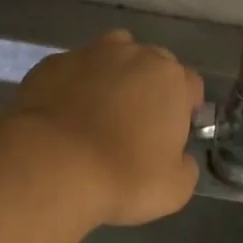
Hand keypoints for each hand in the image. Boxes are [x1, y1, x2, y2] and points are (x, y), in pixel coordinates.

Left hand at [9, 29, 205, 225]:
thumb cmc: (125, 178)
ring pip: (111, 58)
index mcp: (171, 80)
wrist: (53, 167)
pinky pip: (73, 72)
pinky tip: (67, 117)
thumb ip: (186, 166)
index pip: (191, 85)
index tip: (175, 133)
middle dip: (150, 87)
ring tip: (101, 113)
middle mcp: (133, 55)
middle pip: (152, 64)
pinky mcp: (51, 64)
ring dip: (113, 78)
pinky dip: (75, 87)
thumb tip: (180, 157)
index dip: (186, 109)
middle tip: (138, 124)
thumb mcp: (175, 188)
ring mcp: (88, 54)